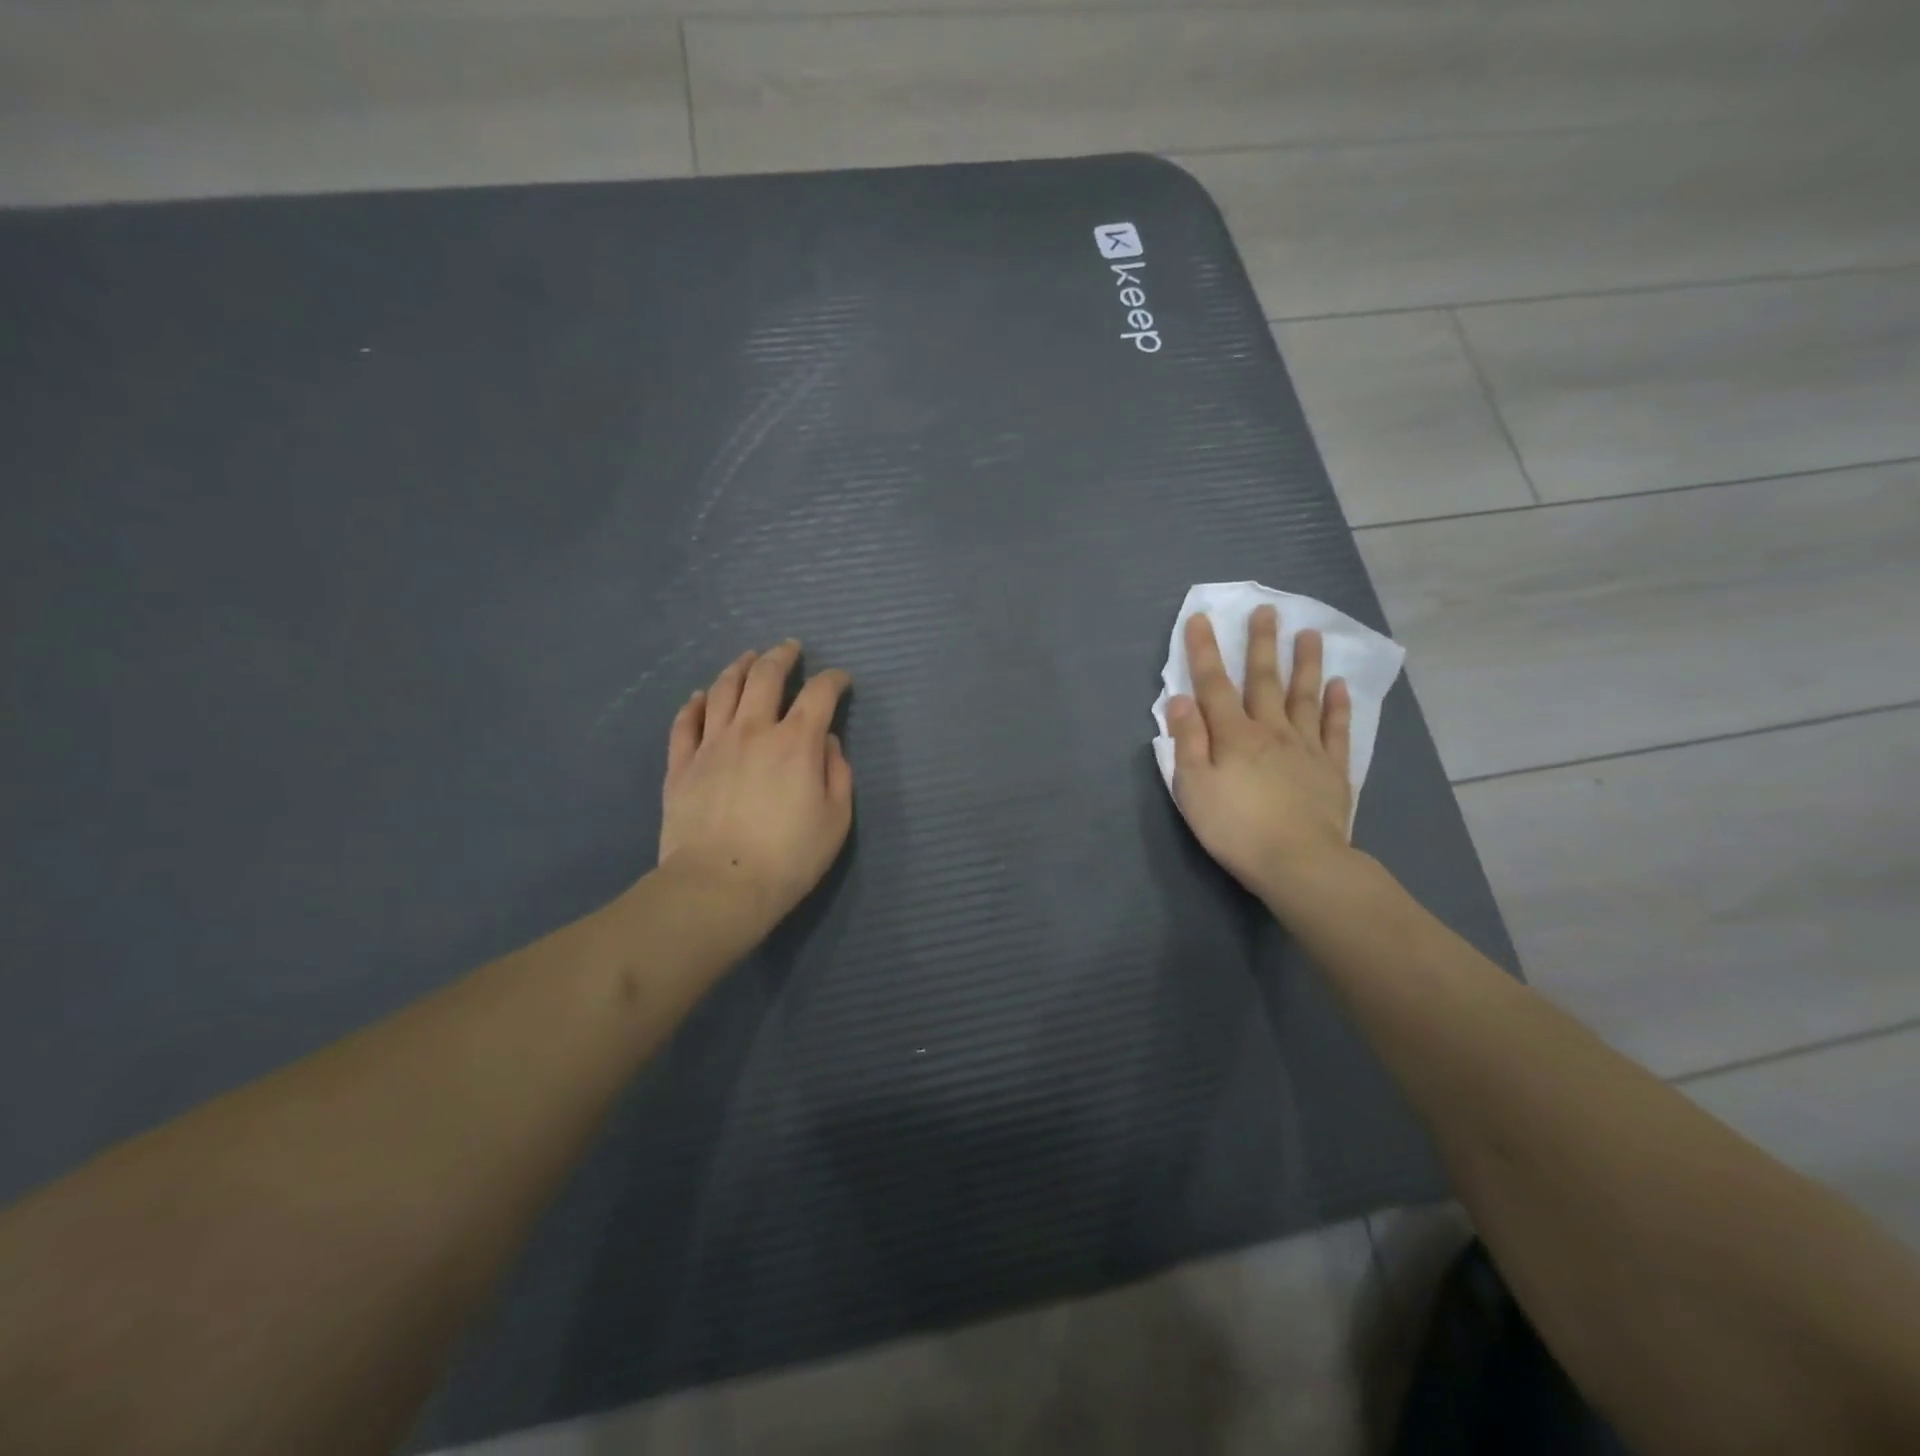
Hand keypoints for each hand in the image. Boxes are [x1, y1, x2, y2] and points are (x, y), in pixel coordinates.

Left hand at [658, 640, 852, 941]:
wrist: (719, 886)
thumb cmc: (789, 857)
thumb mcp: (836, 819)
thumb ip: (837, 773)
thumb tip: (826, 742)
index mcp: (796, 742)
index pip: (819, 694)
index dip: (833, 680)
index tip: (840, 680)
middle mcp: (753, 730)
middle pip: (765, 677)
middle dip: (782, 656)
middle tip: (790, 649)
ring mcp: (712, 744)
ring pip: (723, 689)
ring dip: (739, 667)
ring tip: (748, 658)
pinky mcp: (682, 765)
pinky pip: (685, 723)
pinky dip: (696, 704)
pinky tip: (701, 697)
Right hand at [1166, 606, 1353, 900]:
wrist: (1299, 862)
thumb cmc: (1235, 827)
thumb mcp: (1194, 787)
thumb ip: (1187, 741)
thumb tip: (1179, 698)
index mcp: (1233, 735)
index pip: (1214, 685)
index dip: (1204, 651)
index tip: (1200, 618)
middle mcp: (1271, 731)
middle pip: (1264, 680)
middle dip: (1262, 644)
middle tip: (1267, 610)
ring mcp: (1307, 748)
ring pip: (1305, 696)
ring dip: (1305, 664)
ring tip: (1309, 633)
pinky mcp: (1333, 770)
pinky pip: (1336, 730)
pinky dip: (1338, 706)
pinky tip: (1340, 687)